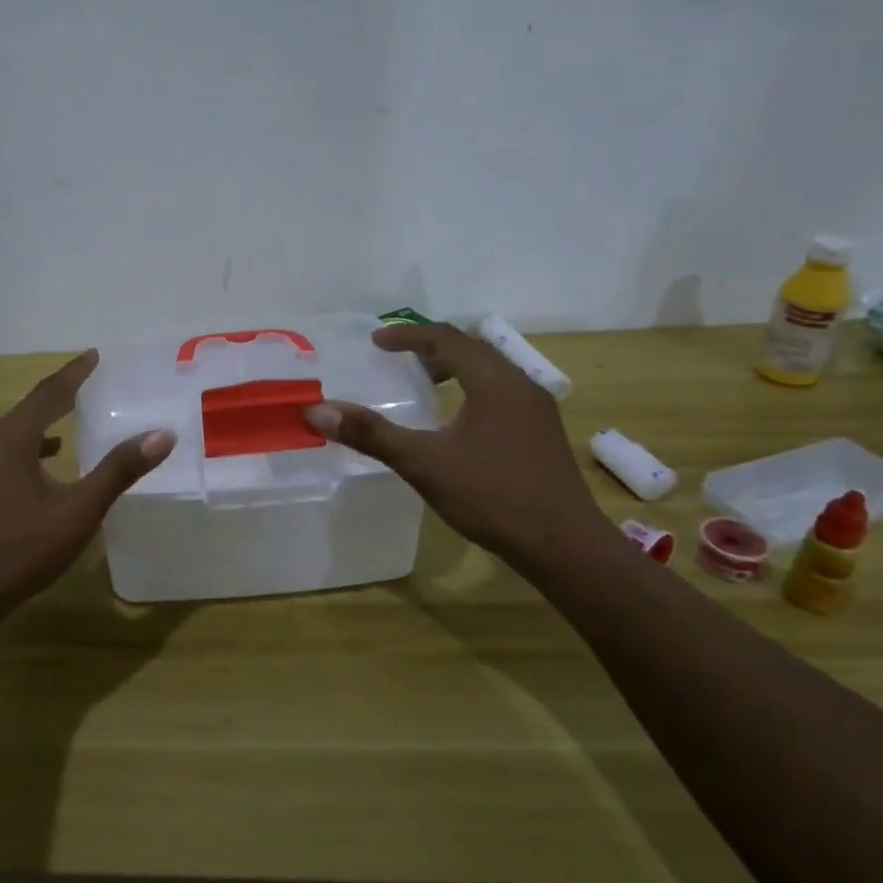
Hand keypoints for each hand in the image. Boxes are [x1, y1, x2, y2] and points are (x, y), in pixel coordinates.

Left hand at [0, 351, 174, 617]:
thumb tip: (161, 435)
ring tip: (63, 434)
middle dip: (57, 401)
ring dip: (37, 431)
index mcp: (10, 438)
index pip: (49, 393)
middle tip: (85, 392)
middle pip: (26, 412)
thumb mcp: (77, 512)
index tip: (94, 355)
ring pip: (8, 437)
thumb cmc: (19, 550)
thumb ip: (118, 471)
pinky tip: (31, 475)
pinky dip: (19, 455)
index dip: (75, 373)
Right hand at [303, 323, 608, 568]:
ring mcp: (536, 409)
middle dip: (430, 348)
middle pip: (472, 348)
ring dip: (453, 368)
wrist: (565, 546)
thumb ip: (371, 434)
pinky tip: (456, 421)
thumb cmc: (493, 497)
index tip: (376, 342)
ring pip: (490, 370)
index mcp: (495, 382)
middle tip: (396, 358)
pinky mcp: (542, 432)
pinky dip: (471, 388)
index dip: (408, 336)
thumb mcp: (424, 463)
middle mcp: (521, 385)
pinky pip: (501, 392)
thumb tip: (318, 410)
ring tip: (422, 384)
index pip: (446, 339)